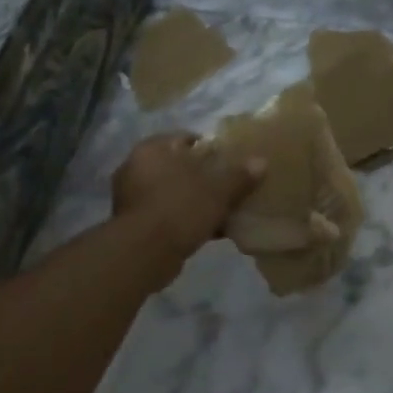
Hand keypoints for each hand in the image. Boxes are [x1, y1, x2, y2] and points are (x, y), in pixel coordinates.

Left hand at [111, 133, 262, 266]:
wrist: (144, 253)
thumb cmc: (180, 208)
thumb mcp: (218, 190)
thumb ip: (239, 176)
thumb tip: (261, 162)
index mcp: (152, 149)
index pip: (185, 139)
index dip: (209, 148)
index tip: (229, 162)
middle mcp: (136, 168)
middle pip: (178, 167)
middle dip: (202, 177)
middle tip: (227, 187)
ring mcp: (131, 198)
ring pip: (173, 192)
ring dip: (194, 201)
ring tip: (221, 211)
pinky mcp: (133, 224)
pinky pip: (166, 214)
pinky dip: (185, 219)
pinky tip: (208, 231)